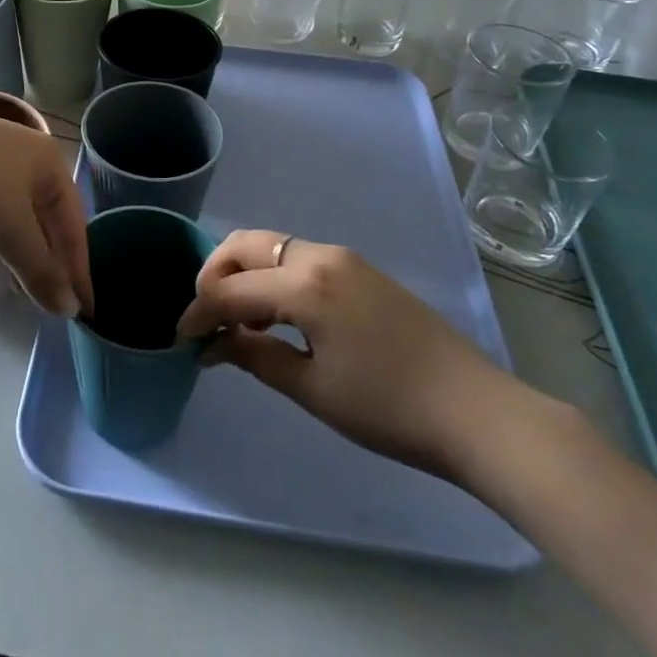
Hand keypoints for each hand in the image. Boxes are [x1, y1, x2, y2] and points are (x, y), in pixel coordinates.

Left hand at [0, 100, 91, 318]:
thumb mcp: (12, 231)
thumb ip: (40, 271)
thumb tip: (69, 310)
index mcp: (48, 161)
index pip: (73, 223)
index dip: (80, 268)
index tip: (85, 310)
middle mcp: (22, 153)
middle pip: (42, 215)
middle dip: (46, 258)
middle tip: (50, 298)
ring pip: (7, 210)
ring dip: (13, 248)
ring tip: (15, 286)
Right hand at [176, 231, 529, 479]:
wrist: (475, 412)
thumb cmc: (387, 408)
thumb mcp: (313, 388)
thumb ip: (256, 357)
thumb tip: (215, 344)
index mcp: (304, 283)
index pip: (230, 289)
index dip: (200, 313)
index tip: (182, 340)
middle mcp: (320, 256)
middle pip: (246, 245)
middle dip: (215, 274)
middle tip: (206, 318)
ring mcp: (345, 259)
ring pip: (274, 248)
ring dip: (245, 274)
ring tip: (240, 323)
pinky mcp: (362, 271)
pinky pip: (300, 259)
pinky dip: (274, 277)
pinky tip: (278, 317)